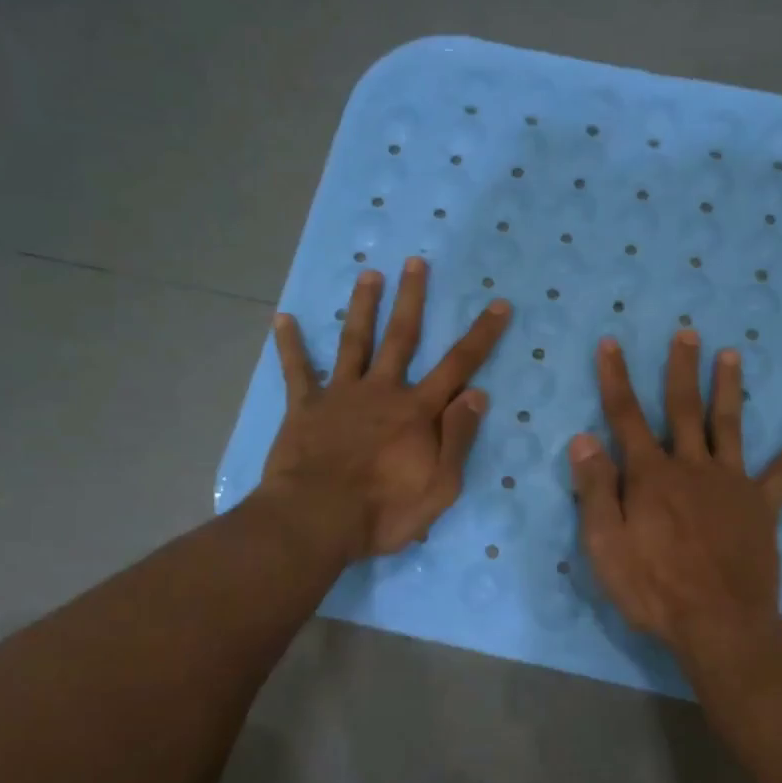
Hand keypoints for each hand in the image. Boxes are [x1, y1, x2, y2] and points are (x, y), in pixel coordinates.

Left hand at [262, 258, 511, 559]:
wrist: (316, 520)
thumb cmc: (383, 511)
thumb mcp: (440, 486)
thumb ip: (458, 438)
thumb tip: (477, 393)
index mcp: (417, 411)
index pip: (458, 365)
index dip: (481, 334)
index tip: (498, 303)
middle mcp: (381, 391)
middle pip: (401, 337)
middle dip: (411, 298)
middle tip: (415, 262)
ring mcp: (340, 395)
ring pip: (354, 341)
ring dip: (362, 307)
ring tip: (368, 274)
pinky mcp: (304, 408)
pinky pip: (297, 371)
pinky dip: (290, 345)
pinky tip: (282, 319)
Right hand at [568, 331, 781, 675]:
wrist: (719, 624)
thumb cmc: (654, 589)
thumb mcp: (605, 545)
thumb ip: (596, 490)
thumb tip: (583, 438)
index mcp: (651, 476)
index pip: (626, 417)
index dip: (616, 379)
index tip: (612, 343)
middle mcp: (692, 467)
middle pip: (684, 409)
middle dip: (682, 369)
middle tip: (688, 333)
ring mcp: (732, 484)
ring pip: (729, 425)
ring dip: (729, 387)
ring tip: (733, 354)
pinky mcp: (762, 506)